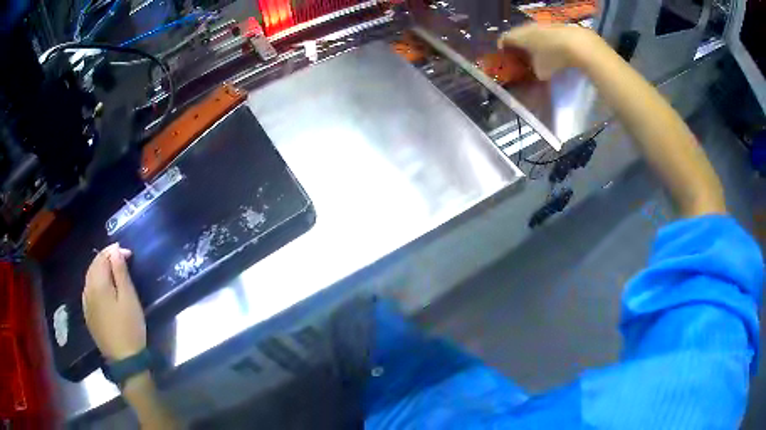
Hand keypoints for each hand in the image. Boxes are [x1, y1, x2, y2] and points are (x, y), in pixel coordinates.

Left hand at [82, 243, 145, 360]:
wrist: (125, 360)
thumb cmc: (130, 327)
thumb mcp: (129, 298)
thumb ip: (120, 272)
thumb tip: (115, 250)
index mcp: (97, 284)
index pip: (102, 258)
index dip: (114, 252)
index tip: (129, 254)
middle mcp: (87, 290)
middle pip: (93, 266)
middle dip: (106, 258)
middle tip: (121, 259)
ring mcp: (86, 303)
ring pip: (89, 277)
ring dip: (99, 269)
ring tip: (112, 270)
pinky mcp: (88, 315)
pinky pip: (88, 290)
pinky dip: (95, 282)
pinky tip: (102, 288)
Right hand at [498, 24, 601, 79]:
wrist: (578, 44)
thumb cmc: (554, 58)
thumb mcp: (541, 71)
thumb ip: (534, 71)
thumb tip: (536, 71)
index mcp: (518, 36)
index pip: (503, 39)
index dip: (502, 48)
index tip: (505, 57)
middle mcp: (527, 27)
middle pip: (517, 34)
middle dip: (519, 45)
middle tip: (521, 56)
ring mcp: (541, 24)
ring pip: (532, 32)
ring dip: (533, 42)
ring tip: (538, 54)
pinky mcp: (555, 25)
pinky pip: (545, 33)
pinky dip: (546, 41)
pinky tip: (553, 50)